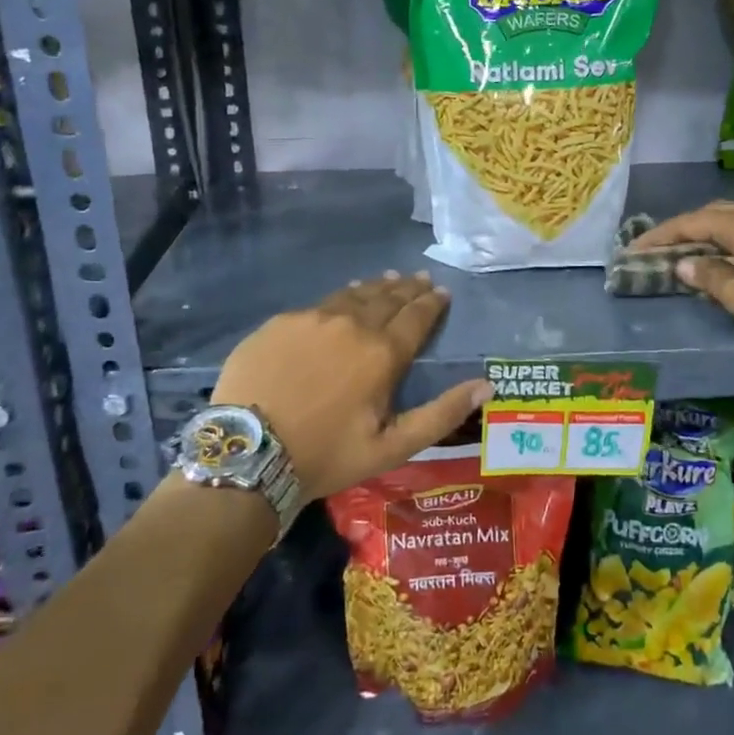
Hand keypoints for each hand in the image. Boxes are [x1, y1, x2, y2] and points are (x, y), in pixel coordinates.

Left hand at [211, 272, 491, 503]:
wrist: (247, 453)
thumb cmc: (326, 455)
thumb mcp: (391, 447)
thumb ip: (441, 414)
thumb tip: (486, 386)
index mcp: (382, 353)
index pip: (416, 317)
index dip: (432, 303)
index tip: (442, 292)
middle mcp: (351, 324)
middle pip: (387, 298)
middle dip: (408, 289)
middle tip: (420, 280)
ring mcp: (312, 318)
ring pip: (353, 295)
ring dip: (376, 287)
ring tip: (389, 280)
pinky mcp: (280, 322)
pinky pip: (319, 304)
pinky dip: (340, 299)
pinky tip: (342, 299)